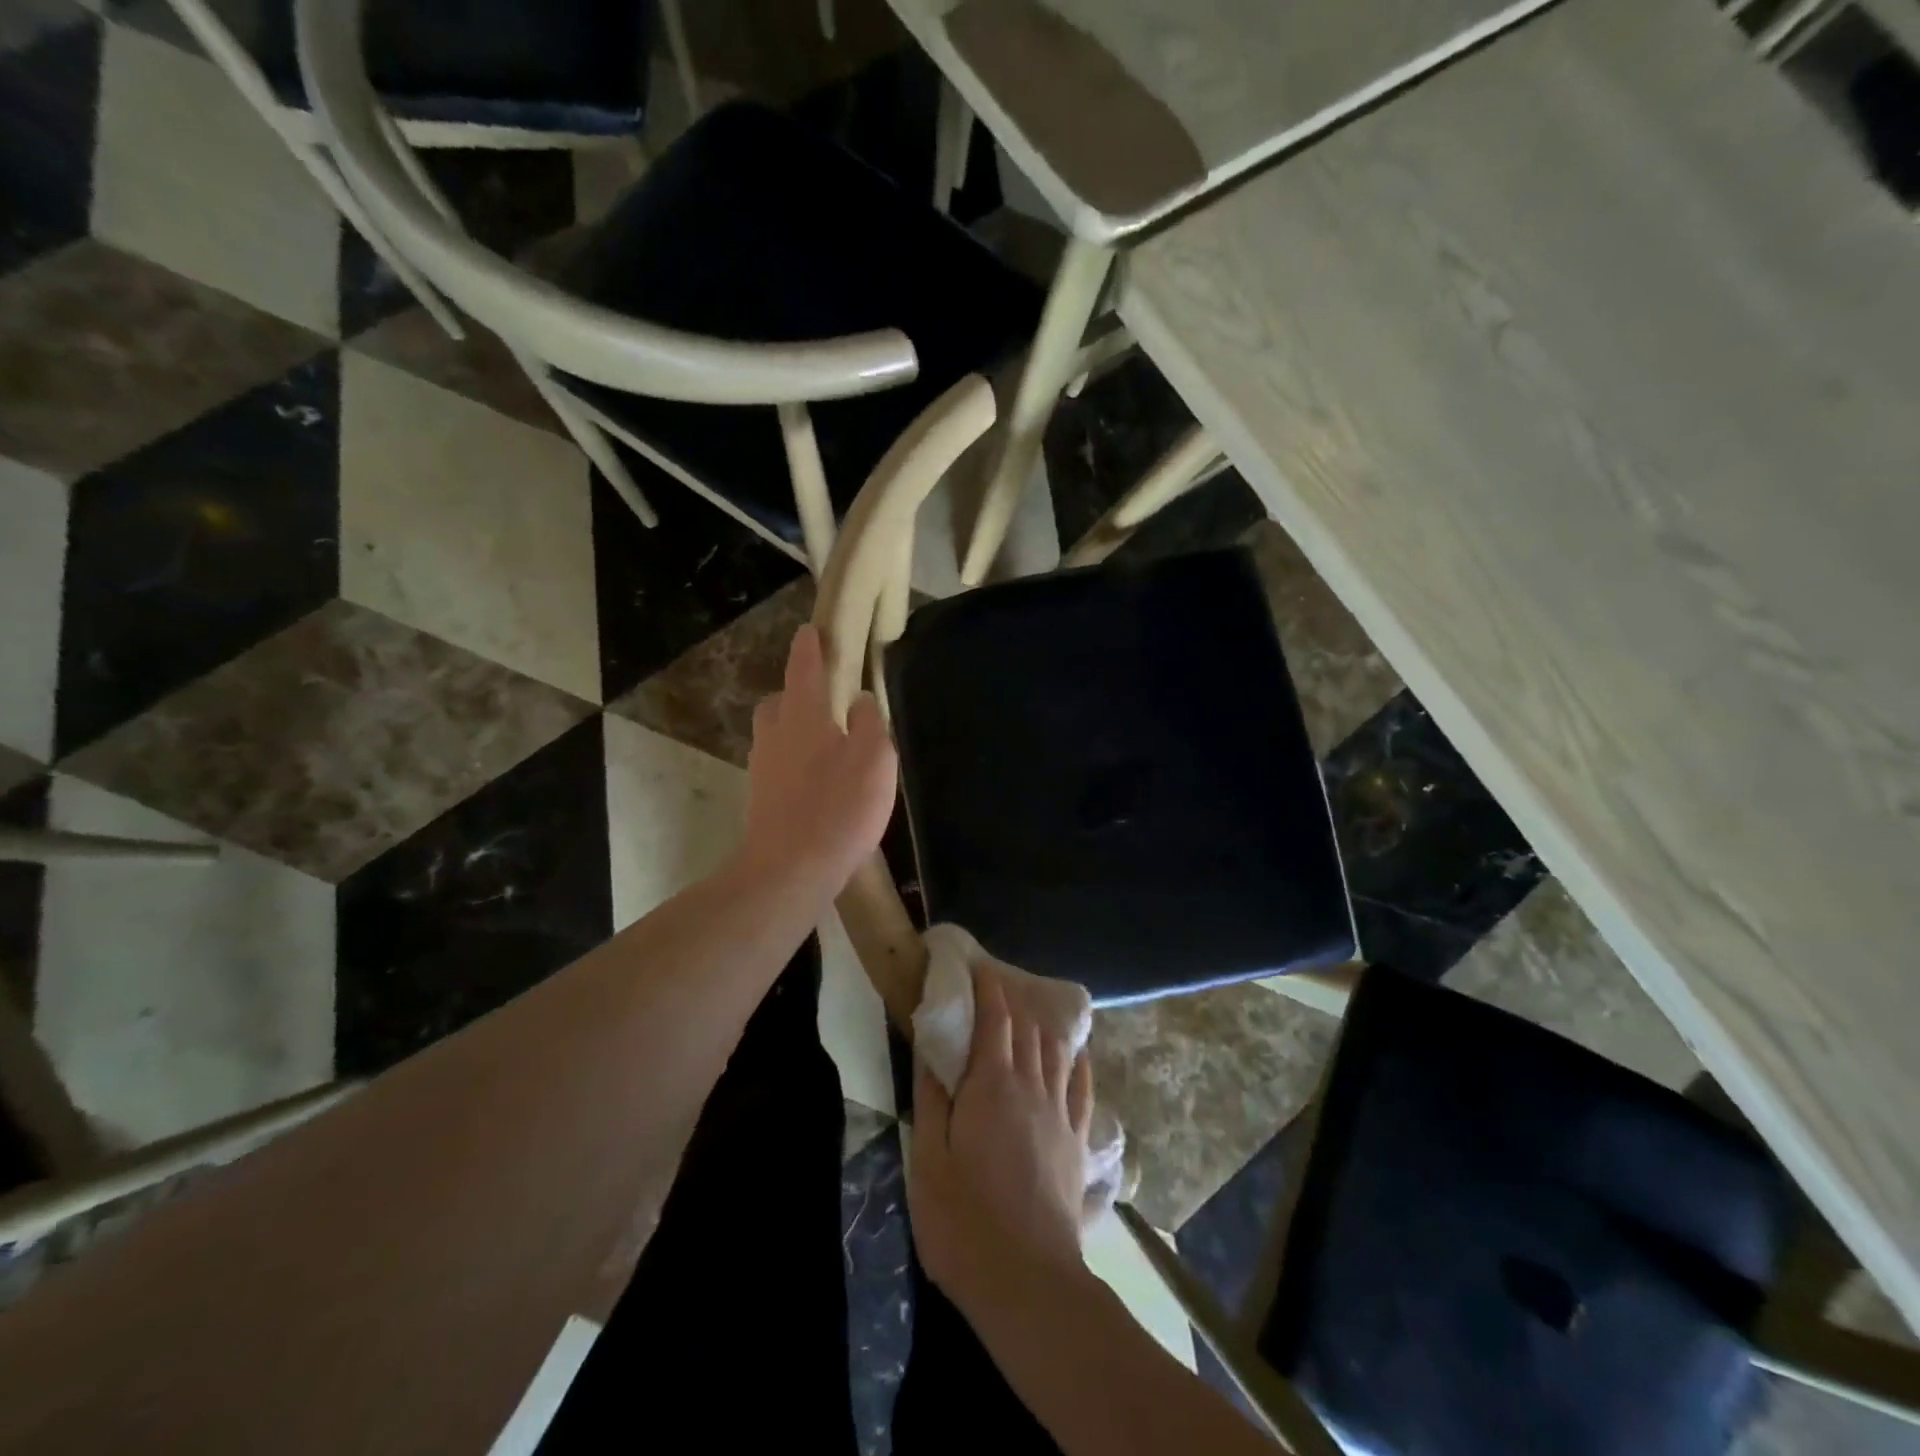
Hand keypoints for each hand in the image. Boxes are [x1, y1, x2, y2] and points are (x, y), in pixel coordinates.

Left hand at [738, 624, 897, 900]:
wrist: (789, 870)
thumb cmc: (838, 808)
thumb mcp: (874, 759)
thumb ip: (869, 722)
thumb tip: (859, 700)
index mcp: (803, 716)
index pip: (804, 668)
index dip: (809, 647)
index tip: (811, 629)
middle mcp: (775, 735)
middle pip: (779, 702)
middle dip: (796, 693)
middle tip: (823, 700)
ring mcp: (763, 768)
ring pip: (775, 734)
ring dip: (793, 729)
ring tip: (825, 743)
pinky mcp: (761, 799)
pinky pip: (777, 765)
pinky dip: (793, 761)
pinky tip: (815, 781)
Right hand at [908, 964, 1094, 1320]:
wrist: (1028, 1280)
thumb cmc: (964, 1219)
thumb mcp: (929, 1158)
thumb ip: (932, 1097)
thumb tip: (932, 1047)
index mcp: (992, 1084)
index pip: (996, 1018)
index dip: (988, 989)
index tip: (978, 968)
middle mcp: (1031, 1086)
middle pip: (1026, 1029)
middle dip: (1011, 1003)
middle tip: (994, 991)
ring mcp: (1059, 1113)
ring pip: (1055, 1053)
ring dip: (1041, 1028)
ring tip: (1030, 1017)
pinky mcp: (1076, 1142)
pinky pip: (1082, 1089)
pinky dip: (1078, 1064)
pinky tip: (1078, 1056)